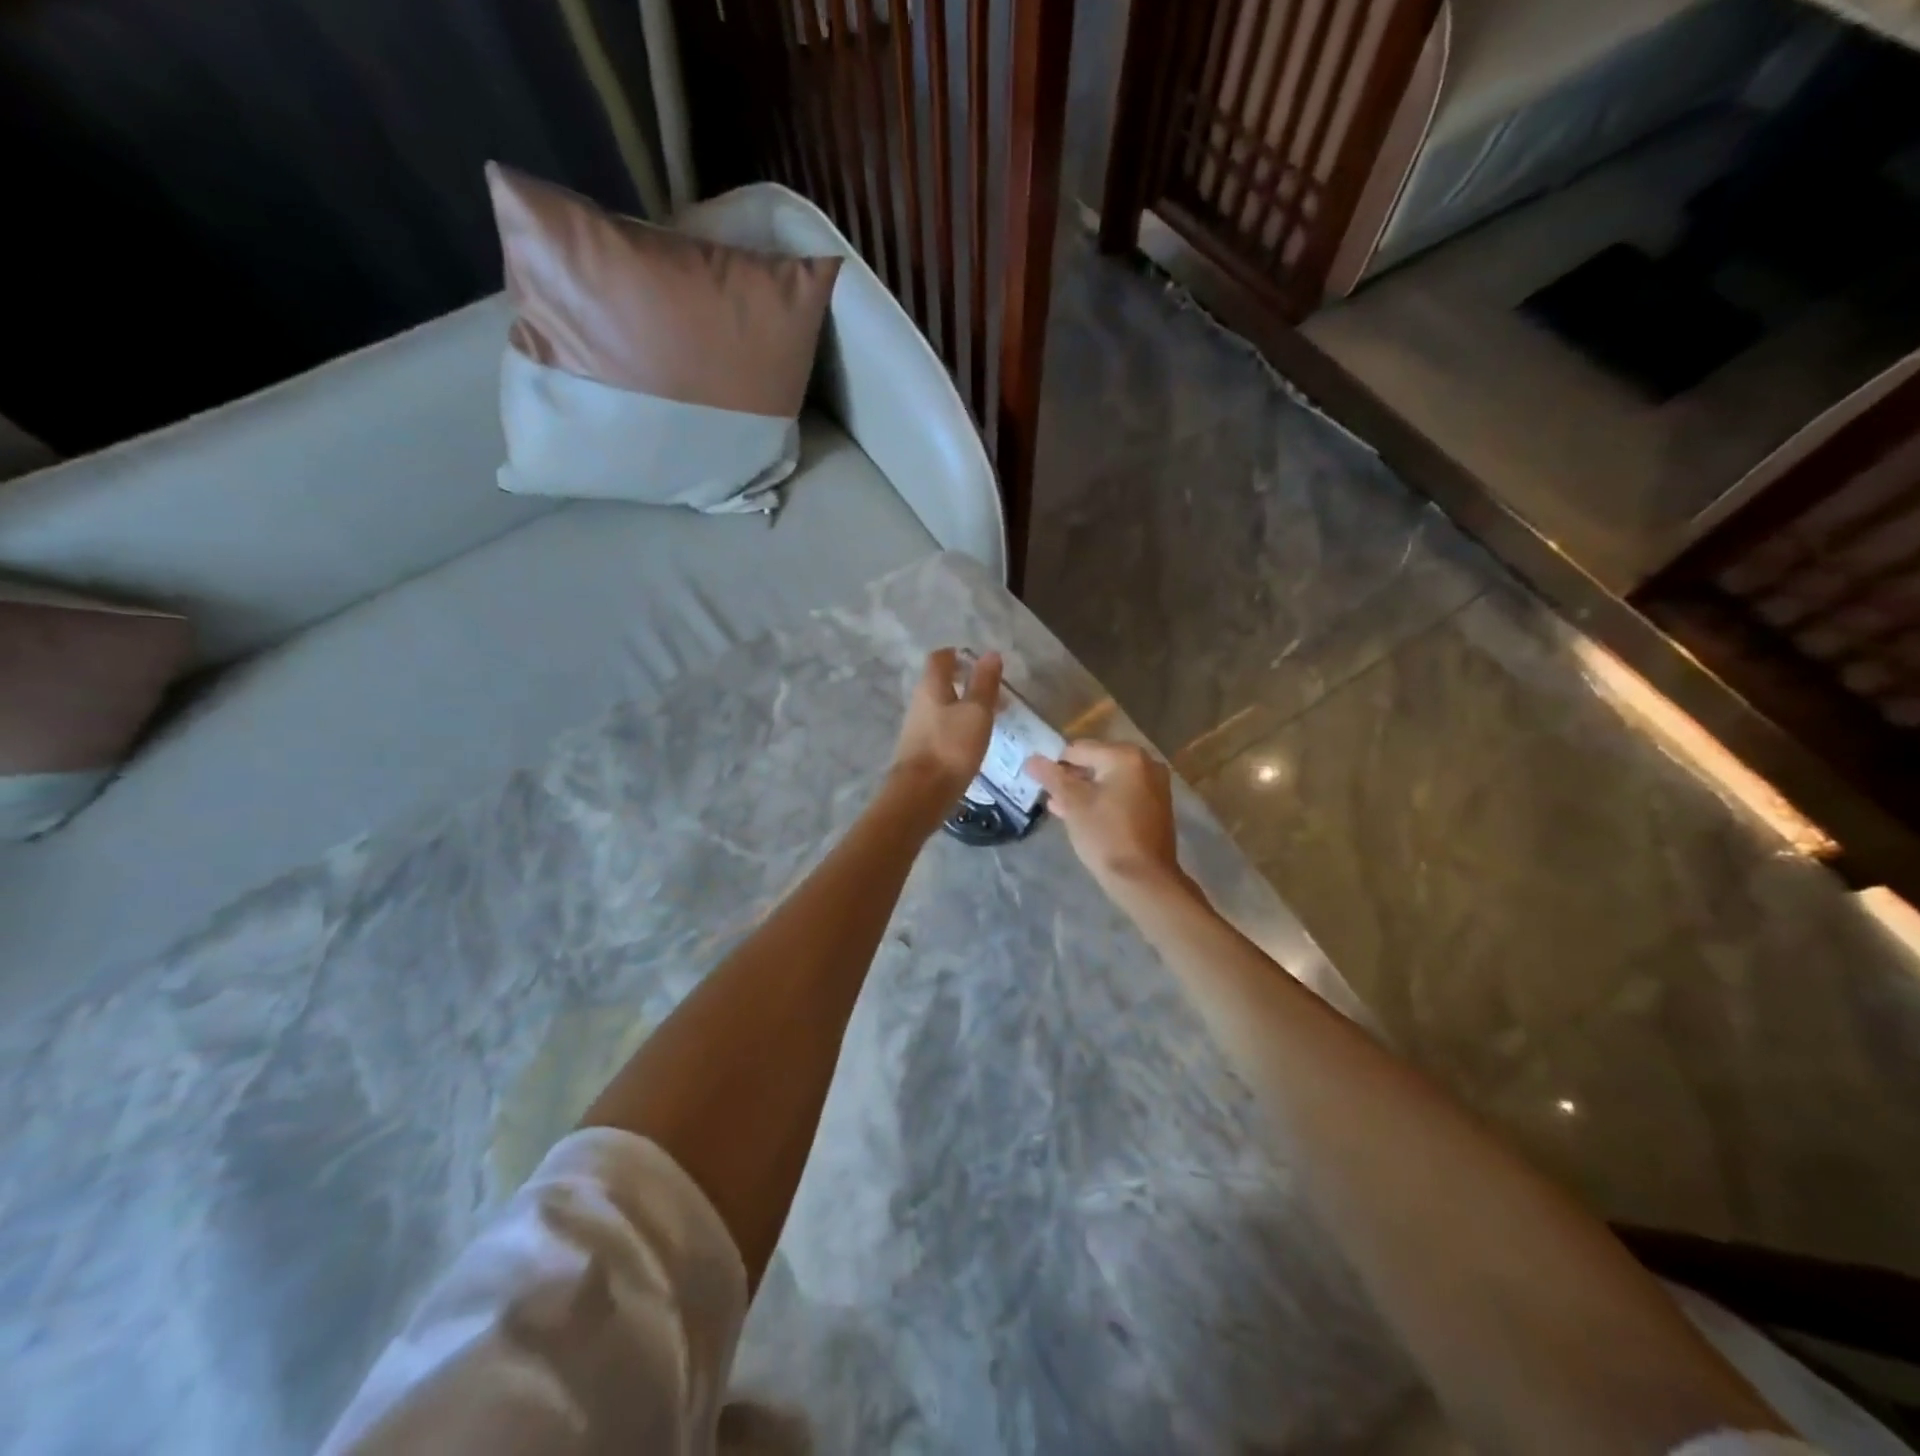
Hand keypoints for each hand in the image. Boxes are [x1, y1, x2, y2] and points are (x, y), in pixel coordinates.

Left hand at [890, 649, 1001, 804]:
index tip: (978, 661)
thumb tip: (990, 653)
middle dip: (964, 682)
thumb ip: (984, 683)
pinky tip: (972, 741)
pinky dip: (957, 726)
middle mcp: (919, 702)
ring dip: (962, 706)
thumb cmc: (951, 747)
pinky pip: (940, 728)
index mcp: (931, 686)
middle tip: (991, 691)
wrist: (920, 794)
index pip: (940, 658)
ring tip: (988, 717)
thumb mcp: (976, 712)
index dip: (957, 655)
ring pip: (941, 707)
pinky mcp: (919, 750)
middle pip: (939, 683)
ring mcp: (916, 728)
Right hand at [1024, 741, 1188, 901]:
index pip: (1078, 749)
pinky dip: (1104, 800)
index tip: (1042, 785)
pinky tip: (1084, 817)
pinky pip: (1123, 793)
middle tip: (1052, 798)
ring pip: (1109, 779)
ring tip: (1061, 808)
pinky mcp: (1157, 805)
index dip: (1055, 765)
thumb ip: (1051, 777)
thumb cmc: (1106, 835)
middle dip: (1072, 778)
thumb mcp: (1073, 804)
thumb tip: (1032, 759)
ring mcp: (1155, 784)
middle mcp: (1145, 763)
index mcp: (1125, 756)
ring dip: (1085, 791)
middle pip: (1095, 762)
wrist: (1143, 879)